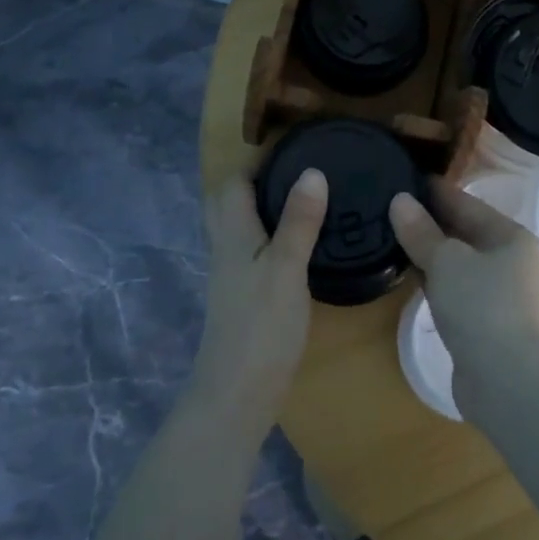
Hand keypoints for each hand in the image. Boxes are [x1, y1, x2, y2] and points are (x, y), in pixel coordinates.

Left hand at [190, 168, 326, 436]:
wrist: (236, 393)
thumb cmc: (261, 325)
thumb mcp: (286, 267)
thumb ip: (299, 220)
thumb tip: (313, 170)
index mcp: (232, 233)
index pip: (233, 181)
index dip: (257, 161)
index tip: (295, 146)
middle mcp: (226, 248)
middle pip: (229, 201)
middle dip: (256, 181)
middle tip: (297, 171)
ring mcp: (232, 275)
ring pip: (241, 227)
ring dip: (264, 208)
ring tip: (305, 199)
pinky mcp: (244, 297)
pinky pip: (253, 250)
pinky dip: (271, 236)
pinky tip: (301, 244)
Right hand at [390, 182, 538, 408]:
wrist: (507, 382)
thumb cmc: (481, 307)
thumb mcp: (446, 261)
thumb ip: (421, 231)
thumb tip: (400, 200)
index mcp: (511, 236)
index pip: (466, 203)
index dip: (434, 191)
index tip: (403, 177)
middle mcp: (511, 261)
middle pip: (464, 232)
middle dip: (429, 222)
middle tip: (389, 207)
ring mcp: (501, 294)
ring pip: (459, 262)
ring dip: (430, 252)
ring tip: (393, 236)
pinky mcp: (487, 322)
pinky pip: (456, 289)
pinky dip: (435, 280)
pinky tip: (410, 276)